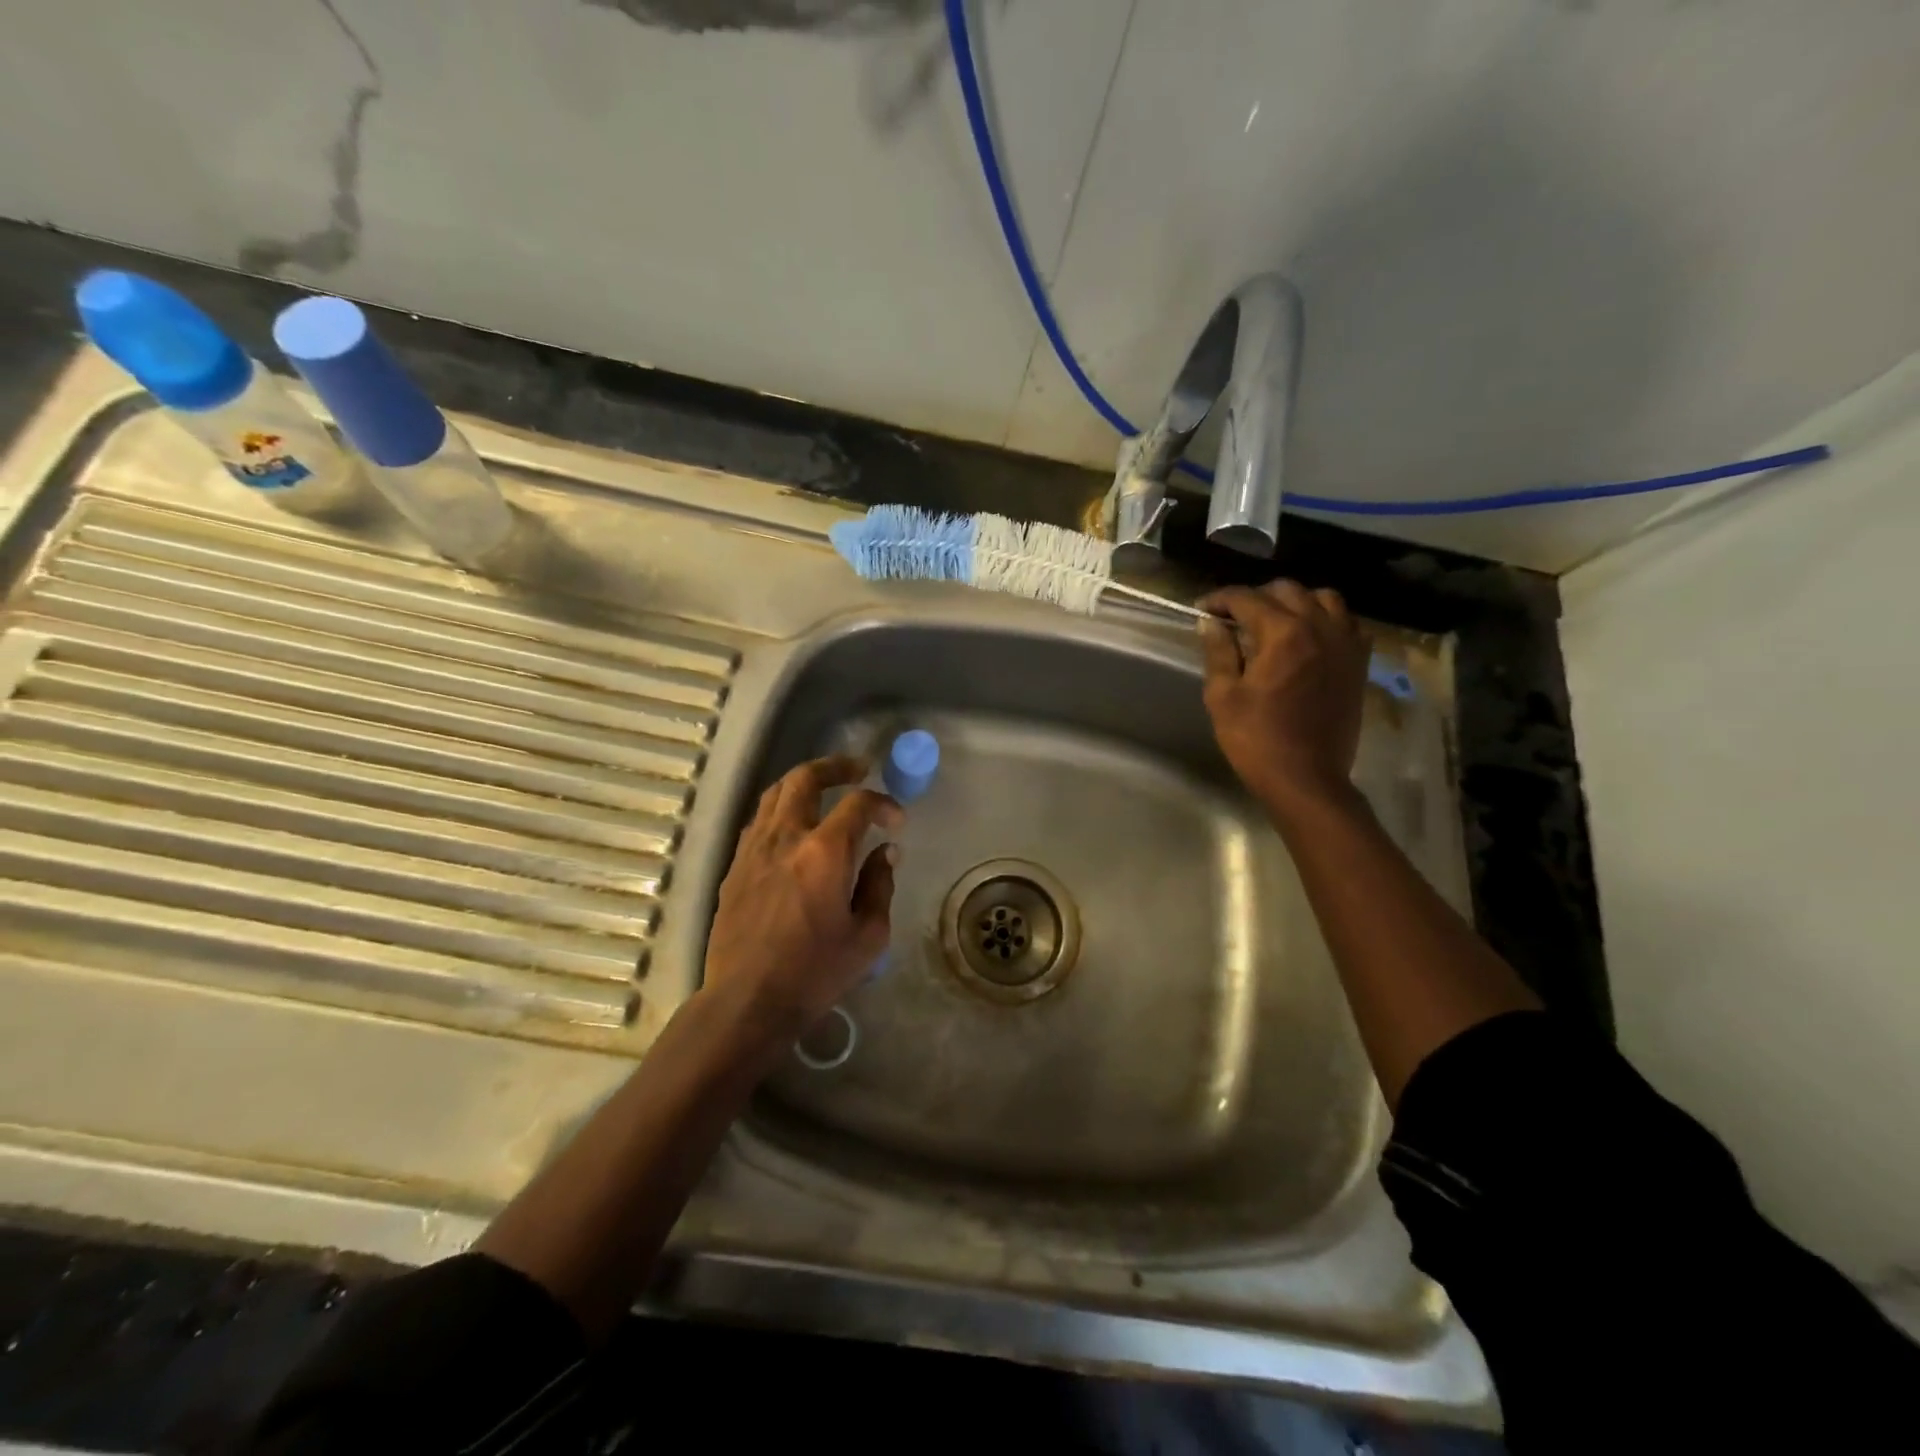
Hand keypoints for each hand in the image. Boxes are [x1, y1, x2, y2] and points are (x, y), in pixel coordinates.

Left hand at [703, 755, 900, 1044]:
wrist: (747, 1001)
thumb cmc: (815, 972)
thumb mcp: (868, 936)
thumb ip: (880, 885)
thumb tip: (885, 852)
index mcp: (824, 852)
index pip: (858, 804)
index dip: (883, 804)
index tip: (897, 821)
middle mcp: (785, 838)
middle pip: (805, 778)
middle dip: (835, 767)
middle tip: (858, 769)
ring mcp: (754, 849)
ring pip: (775, 793)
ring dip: (803, 782)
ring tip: (824, 788)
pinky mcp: (734, 867)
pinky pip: (759, 821)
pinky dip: (781, 810)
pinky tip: (793, 827)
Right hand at [1197, 580, 1370, 816]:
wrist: (1307, 778)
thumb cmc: (1256, 740)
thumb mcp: (1223, 696)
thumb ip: (1218, 652)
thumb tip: (1210, 623)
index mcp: (1282, 633)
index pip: (1246, 598)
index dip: (1219, 599)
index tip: (1202, 610)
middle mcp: (1319, 627)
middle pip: (1286, 590)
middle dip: (1255, 597)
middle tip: (1233, 618)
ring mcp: (1345, 643)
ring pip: (1324, 598)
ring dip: (1295, 602)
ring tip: (1275, 621)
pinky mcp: (1358, 663)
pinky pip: (1348, 623)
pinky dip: (1327, 620)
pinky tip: (1310, 638)